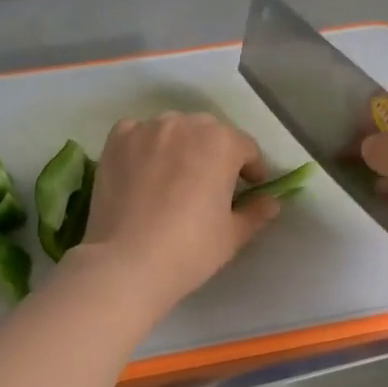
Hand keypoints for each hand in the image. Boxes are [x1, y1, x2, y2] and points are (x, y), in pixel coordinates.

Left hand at [71, 112, 278, 314]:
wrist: (127, 262)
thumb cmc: (190, 249)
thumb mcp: (233, 235)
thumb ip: (256, 212)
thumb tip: (271, 203)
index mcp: (221, 142)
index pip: (246, 148)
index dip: (252, 170)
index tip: (250, 189)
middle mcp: (185, 124)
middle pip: (209, 132)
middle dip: (216, 154)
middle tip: (212, 185)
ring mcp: (146, 129)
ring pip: (173, 130)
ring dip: (181, 146)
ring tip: (176, 177)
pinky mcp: (116, 141)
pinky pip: (138, 134)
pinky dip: (146, 146)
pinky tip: (144, 171)